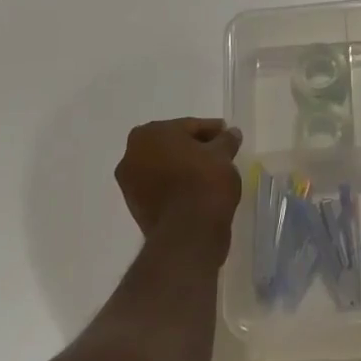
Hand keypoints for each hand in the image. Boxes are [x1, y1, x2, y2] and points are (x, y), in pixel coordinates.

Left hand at [115, 118, 243, 246]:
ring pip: (164, 166)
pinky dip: (176, 185)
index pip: (189, 126)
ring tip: (209, 174)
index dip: (211, 130)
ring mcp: (129, 183)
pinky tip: (196, 190)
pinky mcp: (135, 208)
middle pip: (172, 145)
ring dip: (183, 167)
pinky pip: (160, 187)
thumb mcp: (223, 154)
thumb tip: (231, 133)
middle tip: (220, 153)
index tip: (227, 135)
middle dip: (195, 147)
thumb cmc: (204, 182)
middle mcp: (132, 154)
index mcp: (150, 133)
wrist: (188, 233)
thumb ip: (226, 140)